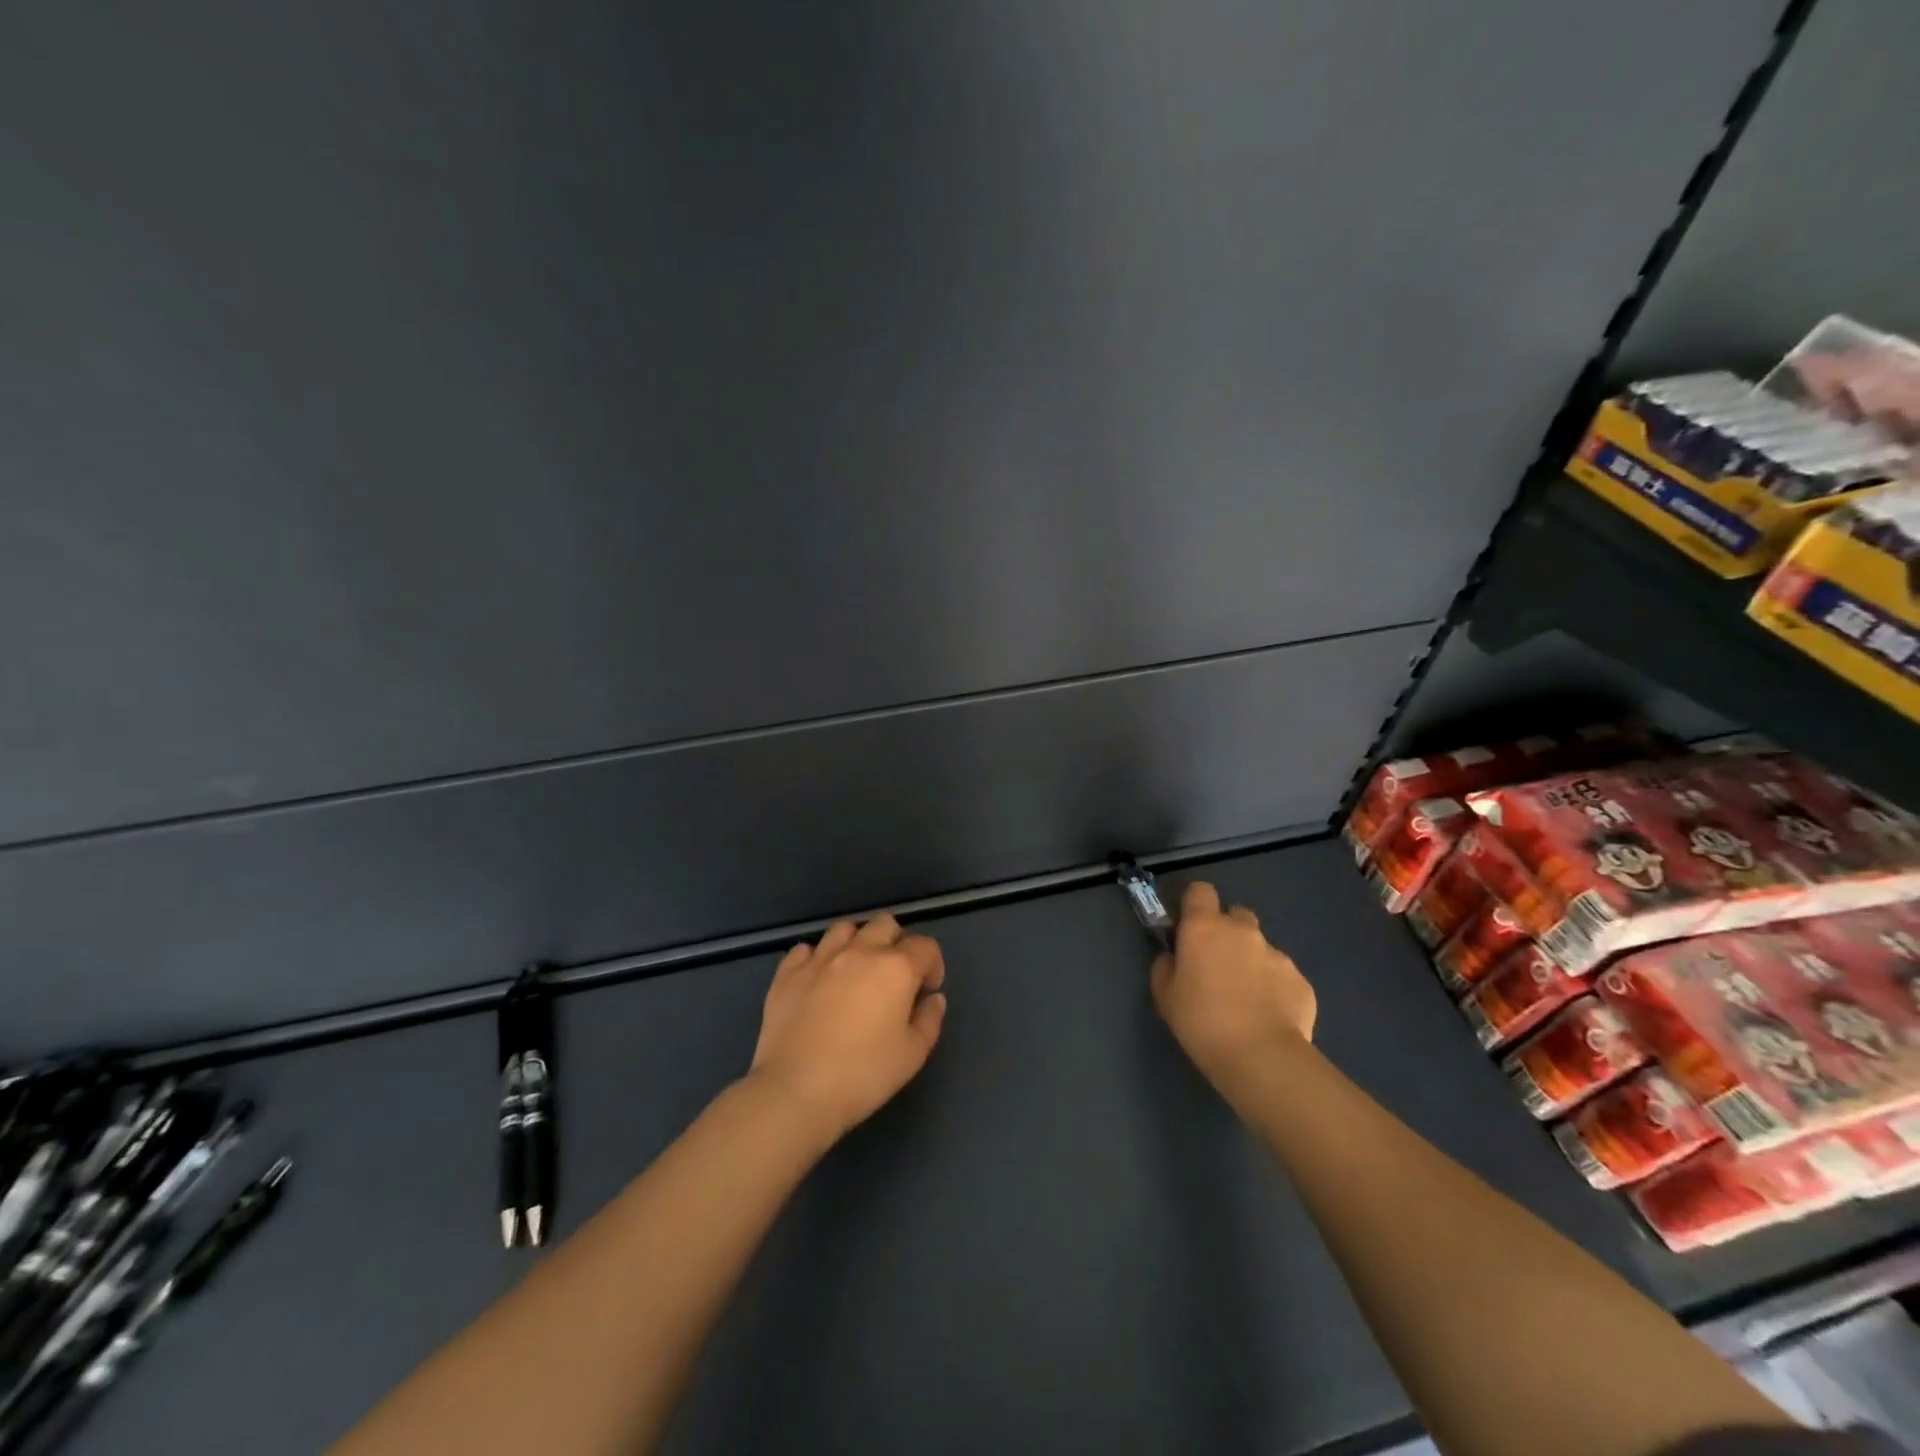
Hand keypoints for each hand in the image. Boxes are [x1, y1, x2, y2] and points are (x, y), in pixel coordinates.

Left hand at [749, 914, 947, 1140]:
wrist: (797, 1090)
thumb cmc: (864, 1074)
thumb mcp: (913, 1054)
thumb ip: (930, 1019)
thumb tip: (933, 998)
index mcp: (896, 968)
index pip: (925, 946)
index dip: (933, 965)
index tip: (927, 991)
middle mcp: (860, 951)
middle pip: (885, 925)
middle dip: (896, 943)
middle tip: (894, 977)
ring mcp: (820, 958)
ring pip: (844, 929)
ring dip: (856, 943)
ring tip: (854, 972)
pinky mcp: (788, 973)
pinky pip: (805, 950)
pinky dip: (816, 958)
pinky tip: (818, 981)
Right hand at [1150, 880, 1315, 1089]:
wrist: (1260, 1058)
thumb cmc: (1201, 1022)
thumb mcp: (1164, 995)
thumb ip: (1166, 965)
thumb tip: (1174, 956)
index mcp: (1205, 927)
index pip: (1201, 891)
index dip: (1195, 905)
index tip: (1190, 927)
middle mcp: (1243, 931)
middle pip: (1236, 915)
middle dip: (1228, 932)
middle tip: (1218, 965)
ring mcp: (1277, 954)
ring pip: (1261, 948)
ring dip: (1252, 962)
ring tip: (1247, 999)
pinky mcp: (1301, 981)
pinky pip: (1282, 976)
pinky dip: (1274, 988)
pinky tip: (1267, 1016)